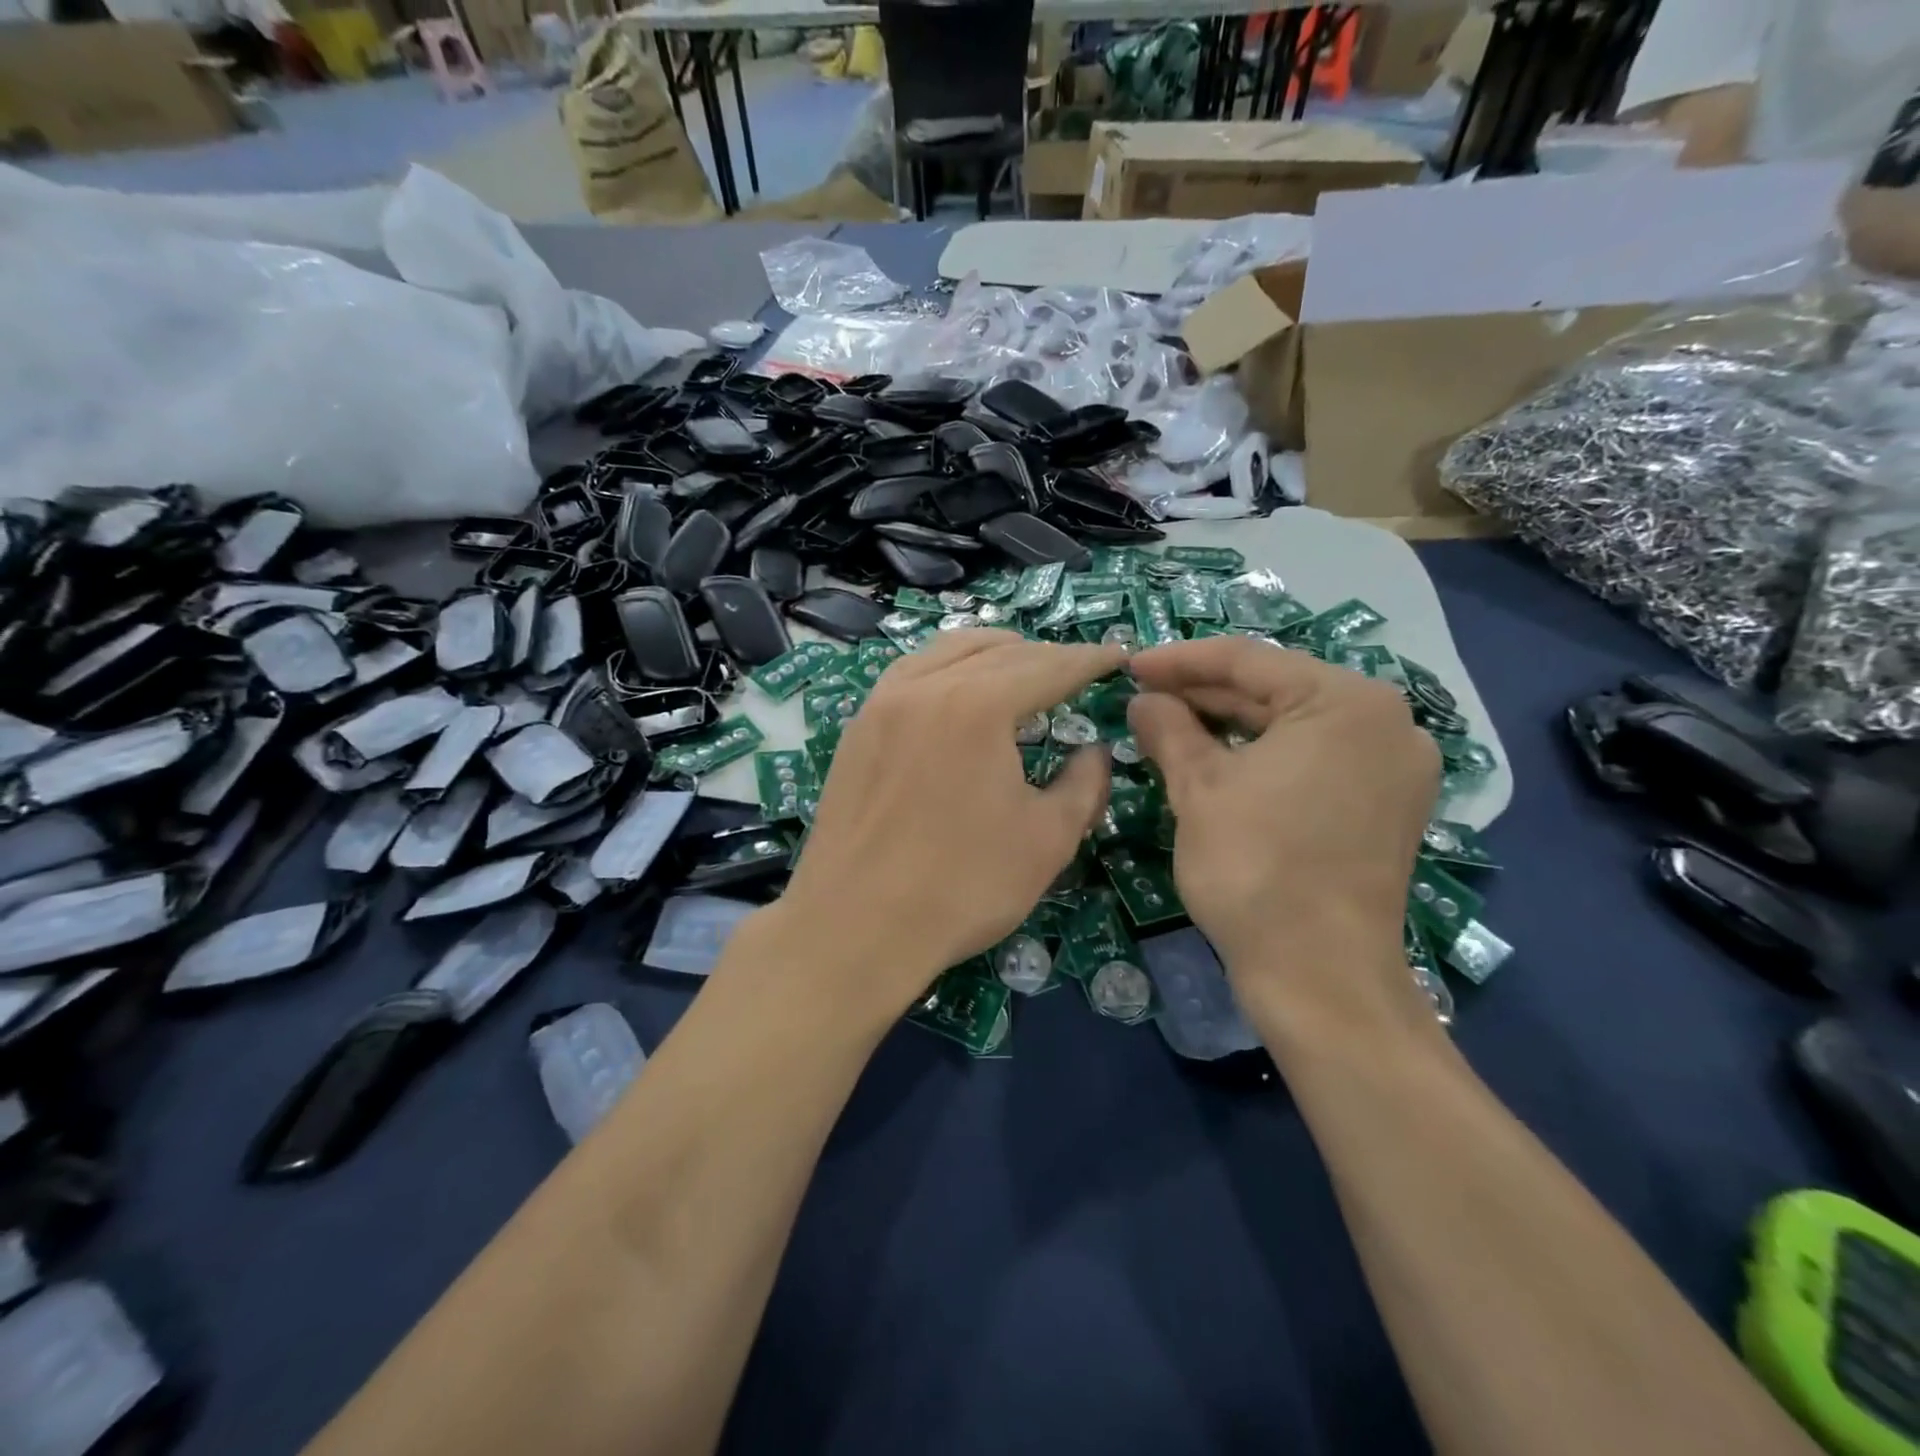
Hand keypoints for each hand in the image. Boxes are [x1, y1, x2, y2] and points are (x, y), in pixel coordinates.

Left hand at [773, 629, 1122, 1014]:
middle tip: (1075, 670)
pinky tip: (956, 691)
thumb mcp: (1046, 839)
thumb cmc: (962, 885)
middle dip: (1044, 656)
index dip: (1087, 660)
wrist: (855, 926)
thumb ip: (1083, 784)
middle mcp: (926, 686)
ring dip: (992, 653)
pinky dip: (946, 668)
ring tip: (1020, 668)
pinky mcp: (857, 728)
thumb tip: (1094, 751)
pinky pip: (910, 674)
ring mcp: (882, 702)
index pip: (1047, 666)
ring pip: (947, 652)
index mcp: (978, 704)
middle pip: (997, 652)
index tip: (1116, 656)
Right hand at [1126, 636, 1440, 1039]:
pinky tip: (1216, 758)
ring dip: (1230, 724)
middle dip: (1204, 692)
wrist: (1319, 974)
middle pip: (1276, 690)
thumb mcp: (1198, 788)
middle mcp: (1386, 723)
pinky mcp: (1386, 805)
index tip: (1129, 666)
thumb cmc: (1255, 867)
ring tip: (1169, 724)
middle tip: (1144, 696)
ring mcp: (1393, 767)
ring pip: (1295, 725)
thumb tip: (1143, 700)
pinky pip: (1314, 759)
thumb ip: (1168, 728)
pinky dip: (1263, 756)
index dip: (1179, 661)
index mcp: (1346, 702)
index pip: (1248, 660)